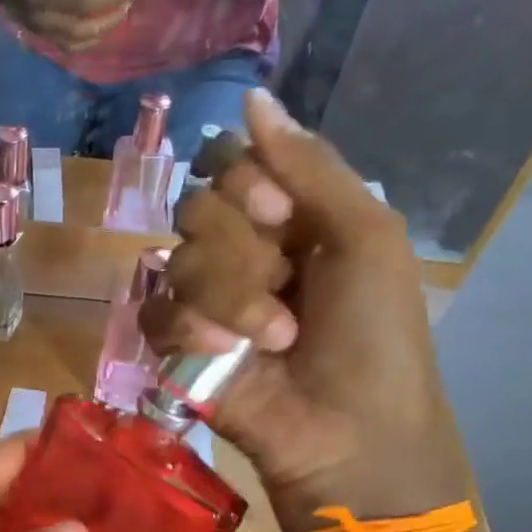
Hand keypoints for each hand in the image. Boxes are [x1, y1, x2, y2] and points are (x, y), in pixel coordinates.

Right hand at [143, 88, 467, 529]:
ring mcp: (205, 301)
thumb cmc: (376, 337)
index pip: (230, 163)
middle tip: (283, 281)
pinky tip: (223, 354)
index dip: (244, 181)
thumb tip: (252, 96)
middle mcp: (241, 251)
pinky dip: (189, 329)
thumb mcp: (366, 239)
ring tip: (271, 340)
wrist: (352, 434)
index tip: (279, 216)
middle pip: (196, 206)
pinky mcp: (177, 347)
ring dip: (229, 297)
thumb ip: (311, 166)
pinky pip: (155, 312)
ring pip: (177, 260)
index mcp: (289, 219)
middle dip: (241, 247)